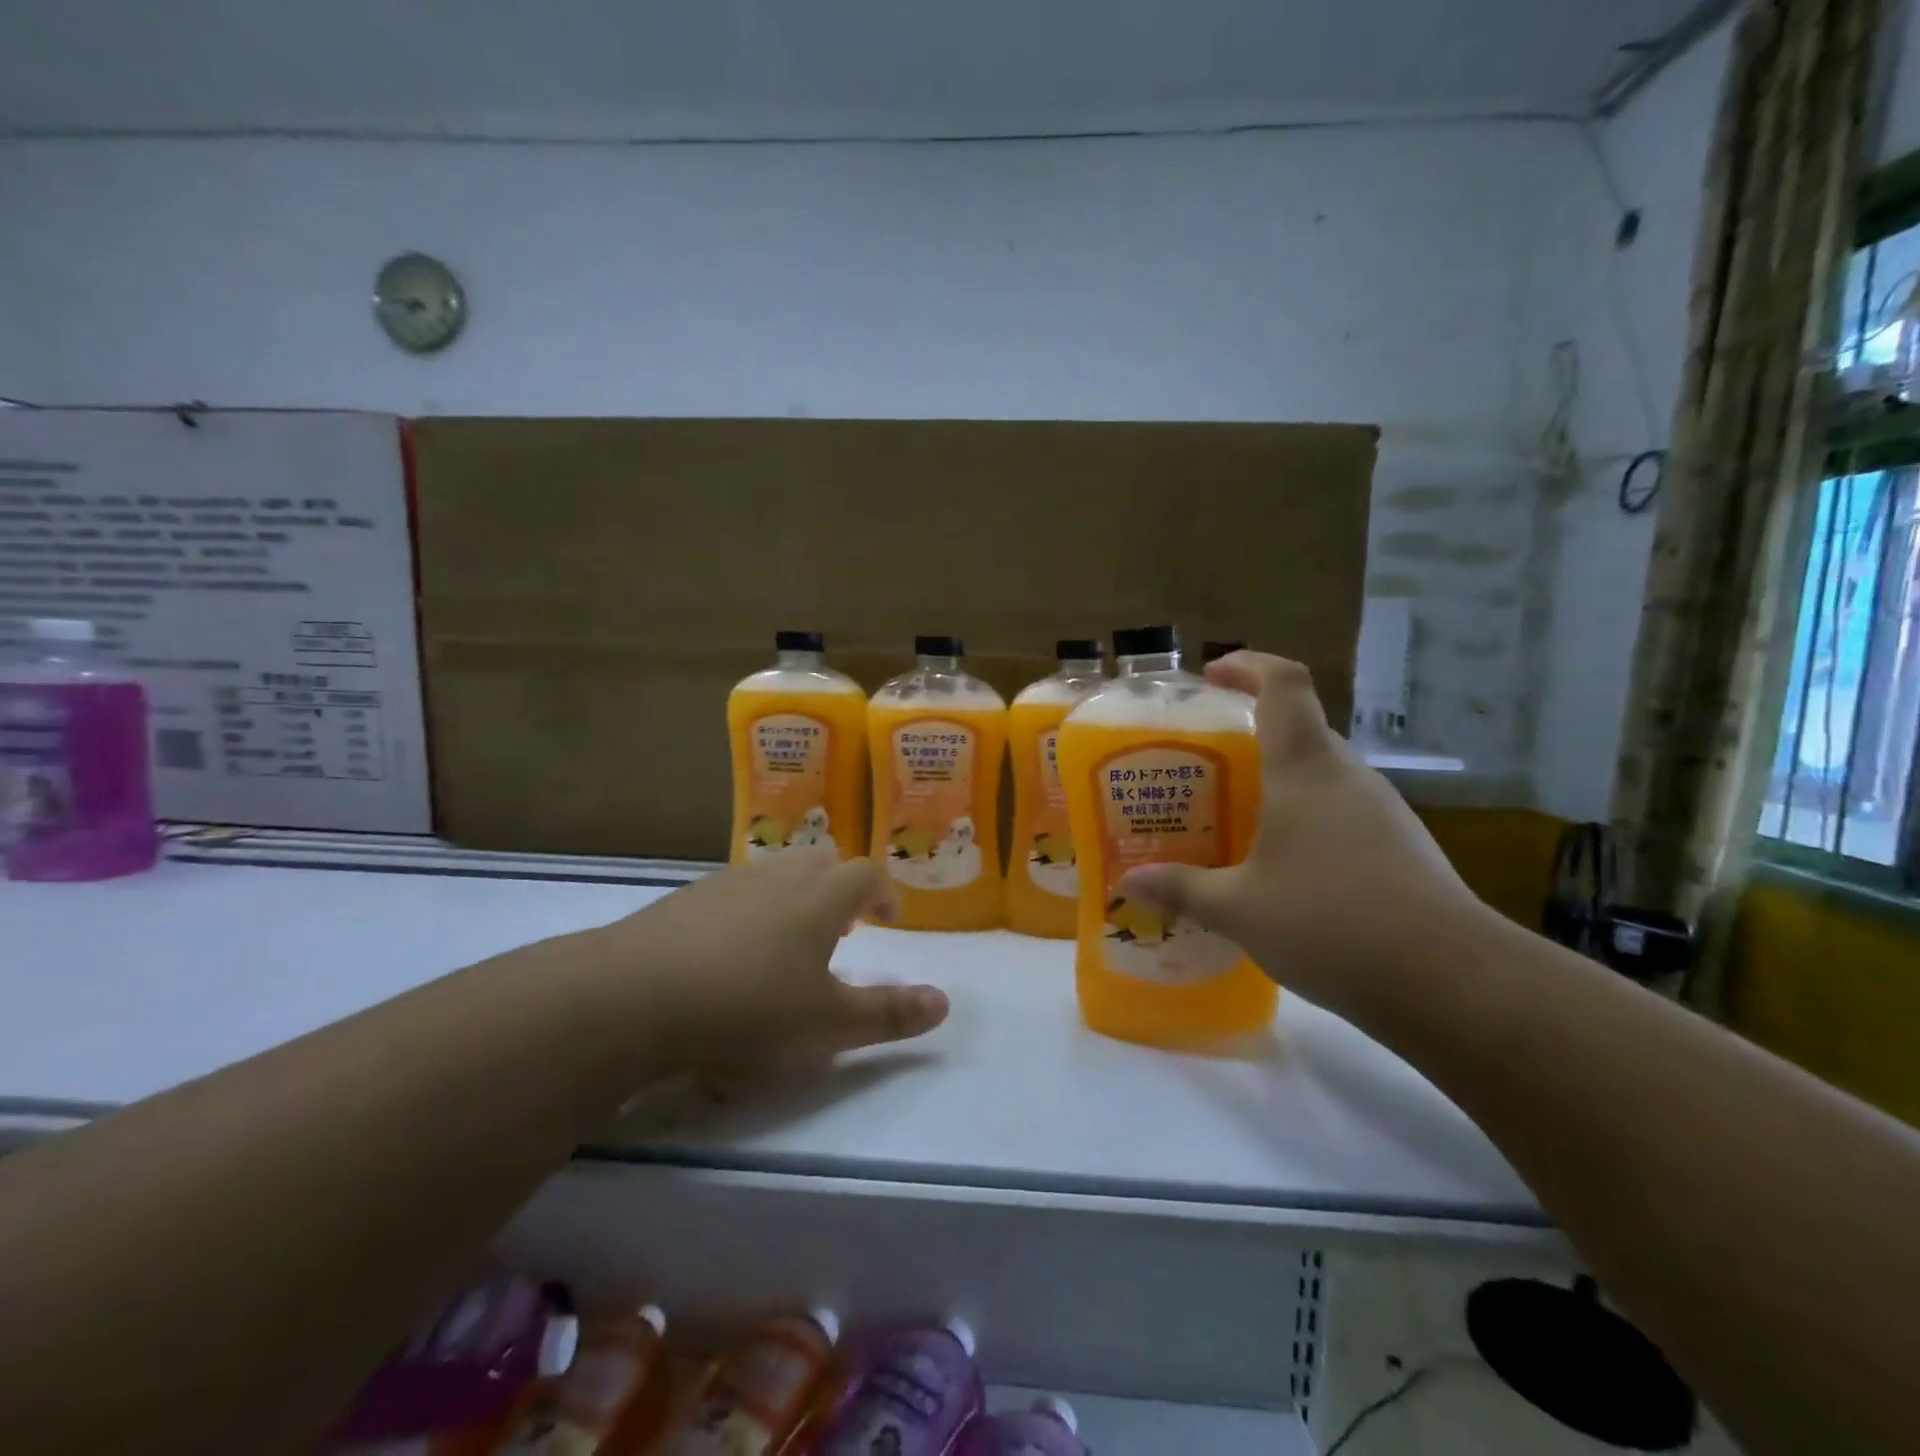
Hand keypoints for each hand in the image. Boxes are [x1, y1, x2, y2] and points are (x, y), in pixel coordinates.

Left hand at [581, 847, 949, 1075]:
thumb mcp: (828, 1026)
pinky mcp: (683, 899)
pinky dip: (748, 911)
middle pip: (821, 861)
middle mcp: (777, 877)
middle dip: (840, 888)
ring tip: (788, 942)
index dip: (884, 892)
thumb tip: (945, 1003)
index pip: (867, 873)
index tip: (888, 918)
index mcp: (820, 897)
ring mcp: (726, 883)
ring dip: (794, 897)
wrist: (631, 998)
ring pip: (775, 874)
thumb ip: (889, 1015)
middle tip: (841, 928)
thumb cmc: (747, 1008)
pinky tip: (729, 954)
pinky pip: (733, 893)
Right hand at [1119, 652, 1486, 1021]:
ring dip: (1277, 781)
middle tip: (1204, 765)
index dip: (1248, 666)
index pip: (1284, 685)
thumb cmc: (1332, 923)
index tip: (1212, 675)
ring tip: (1234, 815)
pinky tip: (1281, 863)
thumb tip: (1131, 881)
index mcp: (1306, 770)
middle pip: (1299, 728)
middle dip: (1249, 734)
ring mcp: (1381, 810)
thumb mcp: (1240, 910)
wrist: (1452, 981)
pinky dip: (1304, 816)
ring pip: (1320, 773)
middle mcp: (1347, 776)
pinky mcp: (1400, 845)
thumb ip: (1183, 890)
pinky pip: (1340, 809)